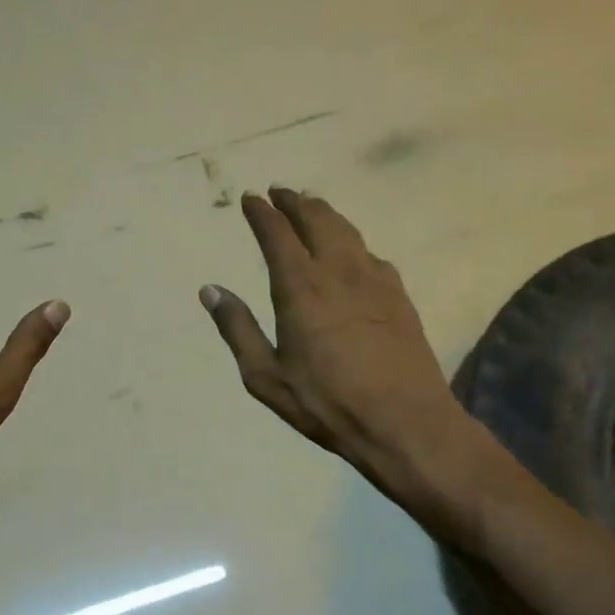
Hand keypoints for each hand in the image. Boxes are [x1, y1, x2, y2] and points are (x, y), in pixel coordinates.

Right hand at [202, 188, 460, 480]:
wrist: (404, 422)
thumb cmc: (326, 403)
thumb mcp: (266, 376)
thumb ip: (237, 329)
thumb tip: (210, 290)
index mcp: (300, 287)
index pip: (277, 234)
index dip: (262, 212)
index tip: (250, 198)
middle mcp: (338, 271)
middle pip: (316, 219)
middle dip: (294, 201)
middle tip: (280, 192)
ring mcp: (374, 280)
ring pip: (347, 230)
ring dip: (325, 213)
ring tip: (311, 206)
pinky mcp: (399, 295)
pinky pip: (370, 253)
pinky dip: (352, 240)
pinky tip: (351, 251)